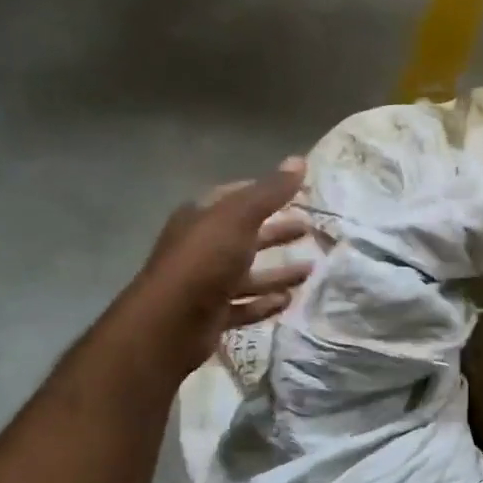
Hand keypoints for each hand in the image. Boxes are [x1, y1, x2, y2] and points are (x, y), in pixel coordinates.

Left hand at [127, 158, 313, 374]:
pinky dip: (265, 302)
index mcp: (202, 218)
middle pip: (245, 235)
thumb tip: (299, 160)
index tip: (296, 193)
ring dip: (278, 271)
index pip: (236, 197)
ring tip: (311, 270)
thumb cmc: (205, 260)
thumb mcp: (239, 217)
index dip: (265, 193)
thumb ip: (270, 192)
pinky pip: (245, 305)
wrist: (171, 321)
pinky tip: (288, 300)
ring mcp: (206, 283)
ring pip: (249, 274)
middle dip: (276, 232)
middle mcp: (202, 247)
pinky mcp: (213, 314)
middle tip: (309, 229)